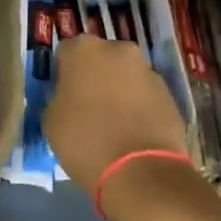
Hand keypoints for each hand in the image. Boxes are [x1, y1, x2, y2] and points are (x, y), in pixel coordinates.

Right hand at [43, 35, 189, 195]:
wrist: (140, 171)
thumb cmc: (85, 141)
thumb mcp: (51, 120)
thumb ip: (58, 97)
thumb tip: (69, 97)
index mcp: (83, 49)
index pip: (66, 53)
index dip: (63, 75)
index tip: (63, 96)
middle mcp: (117, 49)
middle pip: (99, 58)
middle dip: (94, 77)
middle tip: (88, 107)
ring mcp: (147, 69)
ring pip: (125, 75)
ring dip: (118, 90)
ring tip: (113, 123)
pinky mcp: (169, 93)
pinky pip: (145, 94)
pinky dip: (138, 106)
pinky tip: (133, 132)